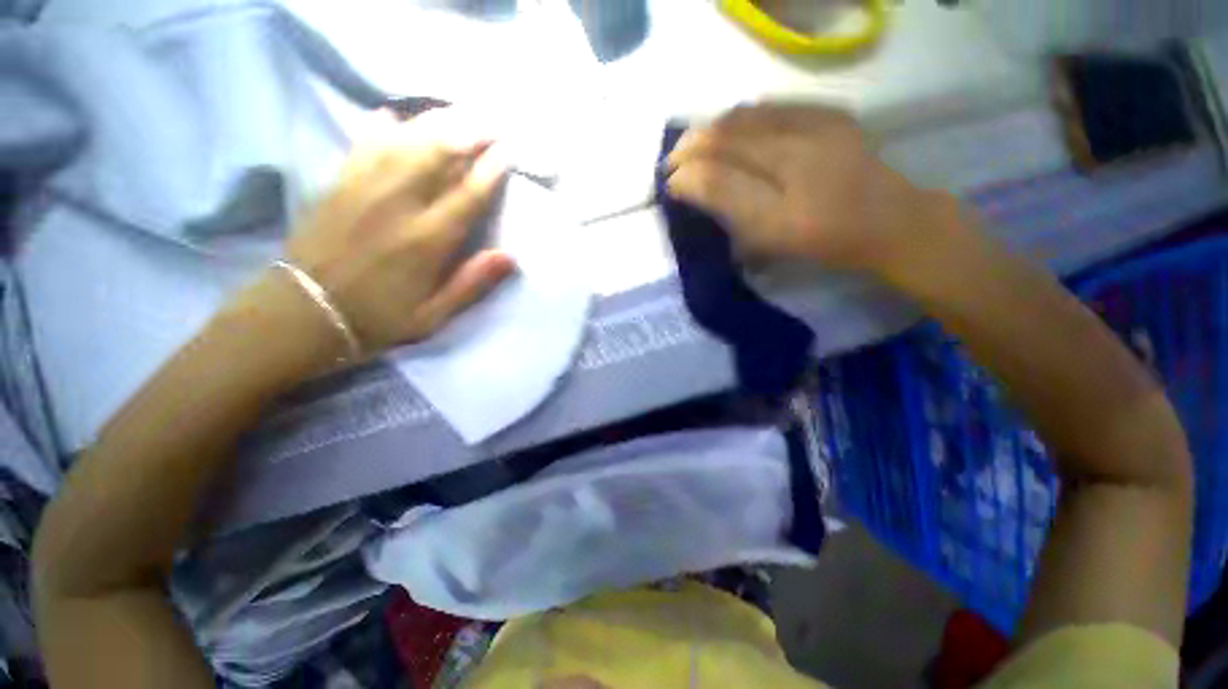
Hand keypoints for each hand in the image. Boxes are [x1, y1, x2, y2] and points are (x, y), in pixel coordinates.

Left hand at [281, 119, 514, 356]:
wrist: (303, 313)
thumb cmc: (378, 319)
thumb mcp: (434, 315)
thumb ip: (471, 284)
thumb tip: (509, 257)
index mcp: (427, 241)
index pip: (468, 194)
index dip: (491, 170)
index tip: (508, 151)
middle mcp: (399, 205)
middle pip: (438, 154)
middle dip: (469, 133)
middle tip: (491, 124)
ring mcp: (364, 188)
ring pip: (405, 140)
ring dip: (436, 123)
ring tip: (459, 114)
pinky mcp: (338, 183)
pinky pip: (364, 143)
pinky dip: (383, 126)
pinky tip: (396, 116)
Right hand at [665, 104, 955, 279]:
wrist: (889, 221)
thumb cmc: (823, 244)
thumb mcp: (770, 244)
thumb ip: (730, 217)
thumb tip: (692, 189)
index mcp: (781, 208)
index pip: (718, 179)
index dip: (686, 177)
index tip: (669, 183)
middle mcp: (797, 161)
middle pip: (727, 139)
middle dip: (691, 147)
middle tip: (673, 160)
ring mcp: (816, 130)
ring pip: (746, 117)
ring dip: (712, 128)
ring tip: (696, 143)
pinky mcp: (829, 114)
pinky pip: (772, 106)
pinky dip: (741, 116)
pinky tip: (731, 127)